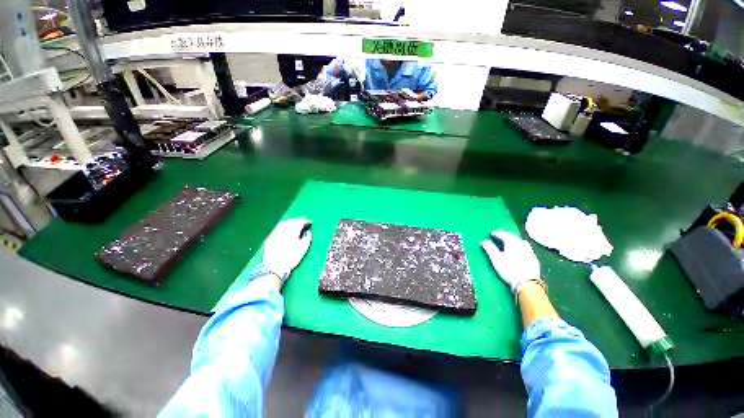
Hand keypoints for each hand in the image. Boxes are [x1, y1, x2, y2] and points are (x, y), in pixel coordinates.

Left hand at [263, 217, 312, 281]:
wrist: (274, 267)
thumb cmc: (291, 257)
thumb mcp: (303, 248)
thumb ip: (307, 237)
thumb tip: (307, 231)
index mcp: (293, 230)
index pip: (301, 222)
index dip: (306, 221)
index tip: (310, 223)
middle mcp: (284, 228)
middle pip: (292, 220)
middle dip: (299, 220)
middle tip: (304, 221)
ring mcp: (276, 232)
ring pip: (285, 222)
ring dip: (291, 222)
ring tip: (296, 224)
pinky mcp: (270, 236)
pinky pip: (279, 227)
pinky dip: (284, 226)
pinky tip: (286, 229)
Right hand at [481, 231, 540, 293]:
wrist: (527, 283)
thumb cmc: (509, 269)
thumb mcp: (496, 259)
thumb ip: (489, 248)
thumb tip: (484, 241)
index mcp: (512, 242)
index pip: (503, 234)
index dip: (496, 233)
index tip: (491, 234)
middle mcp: (522, 244)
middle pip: (513, 237)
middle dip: (505, 236)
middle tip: (499, 236)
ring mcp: (530, 251)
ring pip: (521, 242)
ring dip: (514, 241)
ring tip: (509, 243)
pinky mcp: (534, 259)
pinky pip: (526, 249)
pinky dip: (520, 247)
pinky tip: (518, 252)